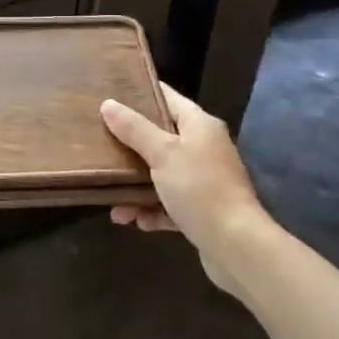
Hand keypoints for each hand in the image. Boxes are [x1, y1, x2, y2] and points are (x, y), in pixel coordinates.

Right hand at [100, 84, 266, 292]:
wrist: (237, 247)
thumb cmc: (199, 188)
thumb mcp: (163, 154)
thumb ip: (134, 129)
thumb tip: (108, 104)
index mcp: (199, 125)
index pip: (167, 97)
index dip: (140, 92)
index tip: (111, 92)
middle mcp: (204, 148)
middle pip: (161, 137)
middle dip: (130, 145)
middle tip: (101, 143)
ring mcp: (204, 180)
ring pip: (162, 174)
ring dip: (136, 187)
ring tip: (113, 202)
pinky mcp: (203, 209)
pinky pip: (170, 203)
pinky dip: (152, 210)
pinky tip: (135, 221)